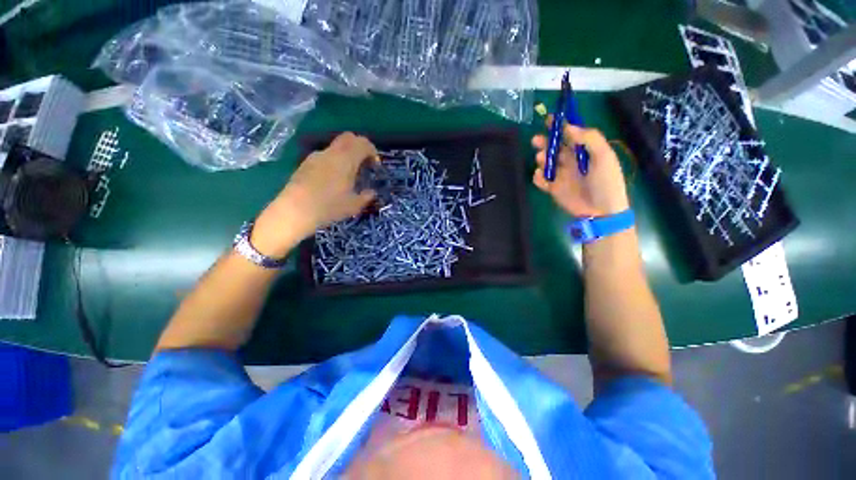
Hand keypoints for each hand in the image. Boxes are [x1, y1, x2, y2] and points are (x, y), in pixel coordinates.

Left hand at [252, 132, 378, 257]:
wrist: (295, 210)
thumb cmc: (329, 207)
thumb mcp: (354, 206)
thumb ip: (366, 196)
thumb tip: (371, 192)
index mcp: (346, 159)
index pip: (363, 143)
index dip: (372, 151)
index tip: (375, 166)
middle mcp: (331, 153)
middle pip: (349, 138)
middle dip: (360, 147)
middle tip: (364, 163)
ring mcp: (316, 156)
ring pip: (336, 147)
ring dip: (346, 155)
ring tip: (349, 174)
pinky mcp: (306, 163)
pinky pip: (325, 156)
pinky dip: (334, 161)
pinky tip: (333, 179)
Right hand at [531, 120, 629, 216]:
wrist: (601, 211)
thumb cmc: (606, 182)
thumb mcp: (604, 157)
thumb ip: (590, 139)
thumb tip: (570, 127)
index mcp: (585, 151)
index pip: (571, 135)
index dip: (560, 126)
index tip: (549, 119)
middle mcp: (571, 161)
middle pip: (554, 148)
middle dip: (545, 142)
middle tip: (536, 140)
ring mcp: (561, 175)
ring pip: (546, 162)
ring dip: (541, 158)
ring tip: (541, 159)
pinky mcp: (553, 188)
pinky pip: (541, 180)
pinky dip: (537, 177)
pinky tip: (540, 176)